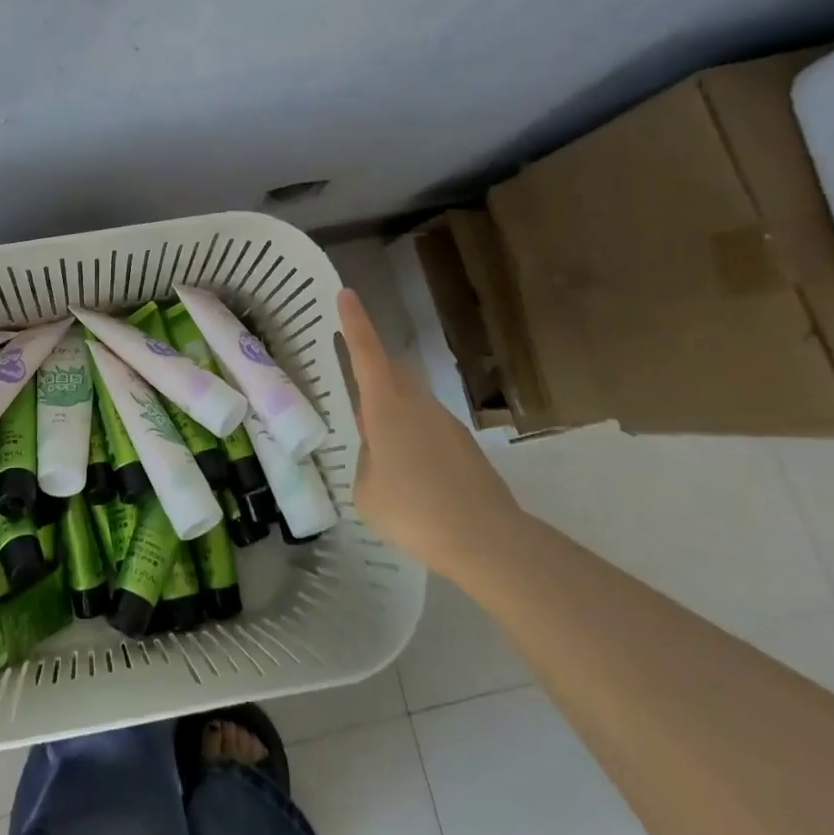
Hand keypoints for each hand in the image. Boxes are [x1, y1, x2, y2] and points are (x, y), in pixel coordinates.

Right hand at [337, 288, 523, 580]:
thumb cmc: (414, 509)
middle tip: (356, 393)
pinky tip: (413, 480)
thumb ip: (366, 461)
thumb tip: (377, 452)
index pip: (366, 353)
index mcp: (386, 407)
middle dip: (373, 371)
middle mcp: (417, 404)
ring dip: (394, 415)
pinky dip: (414, 441)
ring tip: (382, 455)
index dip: (354, 322)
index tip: (346, 293)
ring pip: (412, 403)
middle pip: (392, 372)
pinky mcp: (466, 449)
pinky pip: (429, 431)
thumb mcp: (366, 490)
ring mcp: (446, 424)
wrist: (487, 541)